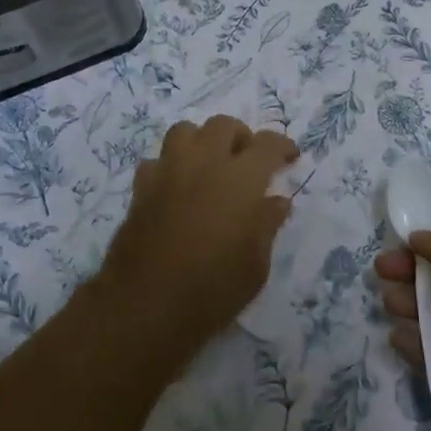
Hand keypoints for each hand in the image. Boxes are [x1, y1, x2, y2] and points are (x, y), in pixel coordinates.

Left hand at [97, 116, 297, 363]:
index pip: (267, 144)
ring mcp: (168, 172)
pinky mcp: (141, 188)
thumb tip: (276, 201)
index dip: (282, 146)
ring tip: (210, 166)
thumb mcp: (256, 265)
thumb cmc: (213, 289)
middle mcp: (203, 163)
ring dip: (202, 141)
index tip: (290, 157)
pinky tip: (177, 189)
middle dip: (240, 137)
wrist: (147, 304)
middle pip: (223, 126)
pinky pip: (157, 161)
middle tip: (248, 162)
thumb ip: (266, 225)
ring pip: (185, 131)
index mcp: (240, 179)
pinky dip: (171, 167)